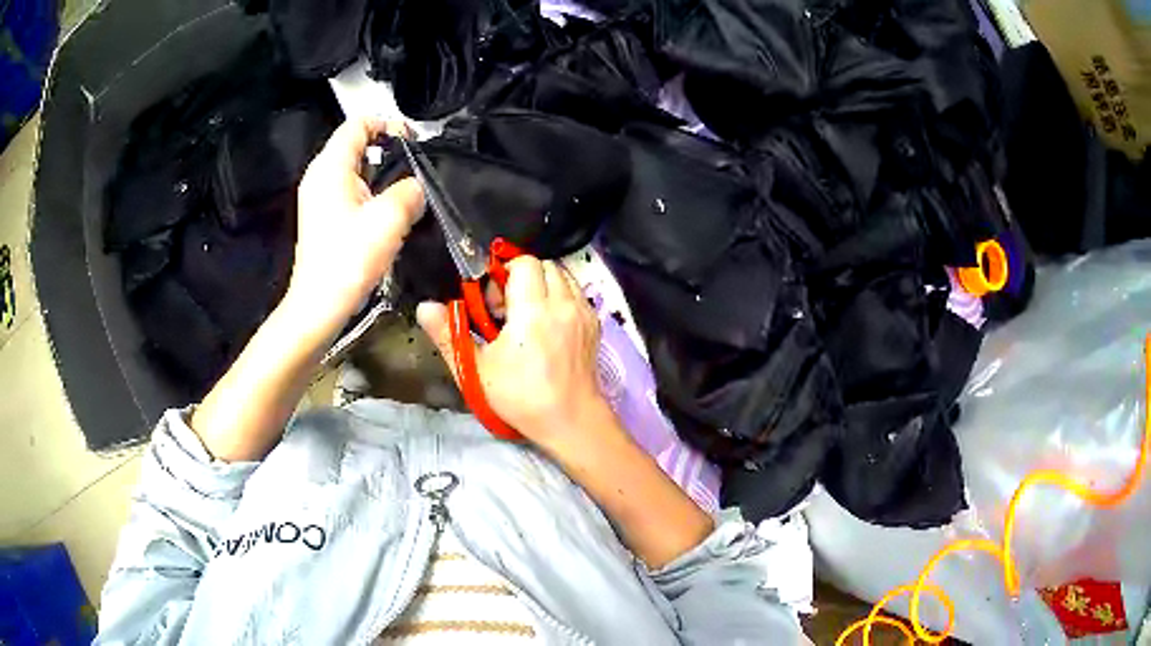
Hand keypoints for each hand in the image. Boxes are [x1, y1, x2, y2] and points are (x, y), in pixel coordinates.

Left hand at [287, 118, 424, 334]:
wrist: (319, 306)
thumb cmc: (349, 259)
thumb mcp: (389, 218)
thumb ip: (411, 190)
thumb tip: (416, 188)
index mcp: (330, 166)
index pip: (359, 123)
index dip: (388, 124)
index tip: (414, 142)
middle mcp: (320, 175)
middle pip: (357, 145)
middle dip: (389, 152)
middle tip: (416, 171)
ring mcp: (319, 198)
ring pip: (356, 171)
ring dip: (383, 177)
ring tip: (406, 196)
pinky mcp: (323, 217)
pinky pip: (351, 192)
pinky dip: (371, 195)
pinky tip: (388, 216)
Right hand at [418, 257, 615, 454]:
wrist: (571, 420)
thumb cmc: (521, 397)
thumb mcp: (476, 370)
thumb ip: (448, 334)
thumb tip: (424, 306)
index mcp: (533, 310)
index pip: (523, 262)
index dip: (503, 273)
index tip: (491, 301)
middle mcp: (562, 303)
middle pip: (543, 265)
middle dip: (521, 276)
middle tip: (506, 309)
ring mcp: (583, 312)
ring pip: (562, 276)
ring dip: (542, 285)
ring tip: (527, 315)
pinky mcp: (594, 323)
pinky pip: (575, 293)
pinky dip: (559, 297)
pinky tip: (547, 325)